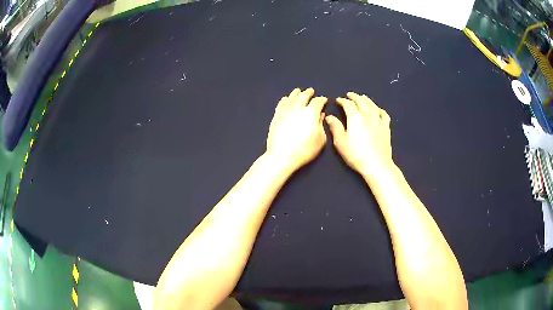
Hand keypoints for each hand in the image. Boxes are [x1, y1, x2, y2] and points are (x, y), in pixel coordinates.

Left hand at [266, 88, 327, 171]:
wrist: (282, 155)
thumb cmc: (305, 149)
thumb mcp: (320, 139)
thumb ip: (321, 125)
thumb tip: (321, 115)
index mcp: (311, 112)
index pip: (318, 101)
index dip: (322, 100)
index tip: (324, 100)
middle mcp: (298, 108)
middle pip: (304, 96)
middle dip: (309, 93)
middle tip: (311, 91)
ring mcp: (285, 110)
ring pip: (291, 97)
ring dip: (296, 93)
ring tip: (298, 91)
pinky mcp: (276, 116)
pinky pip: (281, 104)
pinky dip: (285, 100)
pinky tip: (286, 99)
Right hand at [325, 92, 392, 174]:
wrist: (377, 164)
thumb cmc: (356, 155)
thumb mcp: (341, 143)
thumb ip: (335, 128)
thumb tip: (329, 117)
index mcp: (355, 118)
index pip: (348, 104)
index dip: (342, 101)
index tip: (338, 100)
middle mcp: (368, 115)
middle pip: (361, 101)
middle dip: (354, 97)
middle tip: (349, 95)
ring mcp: (378, 120)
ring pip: (372, 105)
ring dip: (366, 99)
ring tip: (362, 97)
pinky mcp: (386, 127)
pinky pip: (383, 113)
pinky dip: (378, 109)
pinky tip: (377, 109)